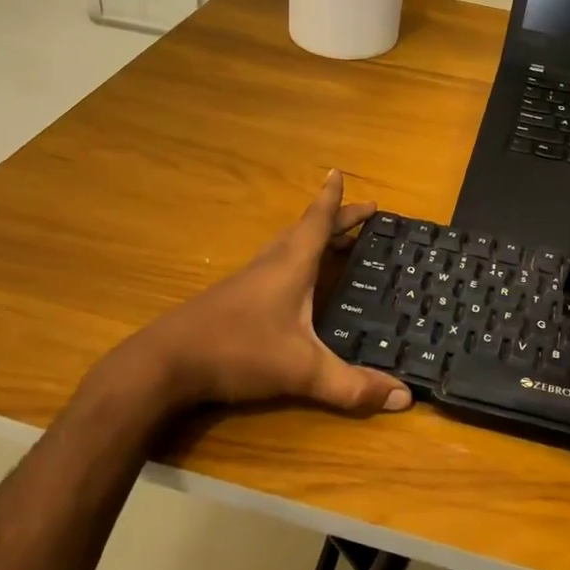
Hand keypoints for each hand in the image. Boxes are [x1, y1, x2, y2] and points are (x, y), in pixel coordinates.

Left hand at [117, 171, 411, 415]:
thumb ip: (351, 386)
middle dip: (335, 220)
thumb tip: (404, 397)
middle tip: (362, 215)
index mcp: (291, 265)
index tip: (340, 172)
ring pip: (287, 248)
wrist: (165, 363)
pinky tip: (296, 285)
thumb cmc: (238, 350)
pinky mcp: (233, 300)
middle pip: (306, 231)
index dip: (334, 199)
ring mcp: (249, 281)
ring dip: (313, 240)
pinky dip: (295, 262)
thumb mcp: (302, 371)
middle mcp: (271, 264)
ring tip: (335, 243)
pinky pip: (275, 267)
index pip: (318, 221)